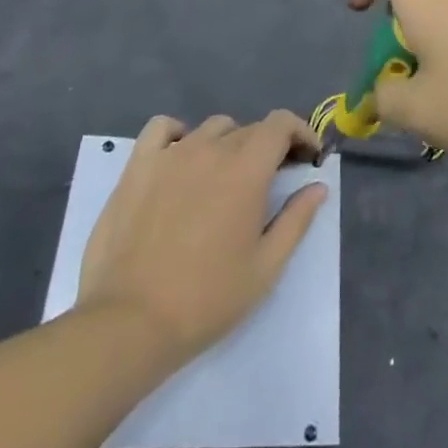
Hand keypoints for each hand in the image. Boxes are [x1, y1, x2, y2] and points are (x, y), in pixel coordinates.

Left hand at [74, 112, 327, 366]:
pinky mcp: (137, 166)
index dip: (300, 132)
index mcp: (247, 169)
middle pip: (248, 130)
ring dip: (228, 143)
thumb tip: (318, 186)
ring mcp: (171, 154)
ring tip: (225, 176)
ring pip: (211, 129)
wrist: (130, 323)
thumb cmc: (206, 299)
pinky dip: (178, 134)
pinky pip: (162, 129)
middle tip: (270, 180)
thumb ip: (296, 220)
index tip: (307, 157)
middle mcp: (211, 149)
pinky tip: (181, 157)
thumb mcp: (265, 267)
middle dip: (268, 147)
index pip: (281, 124)